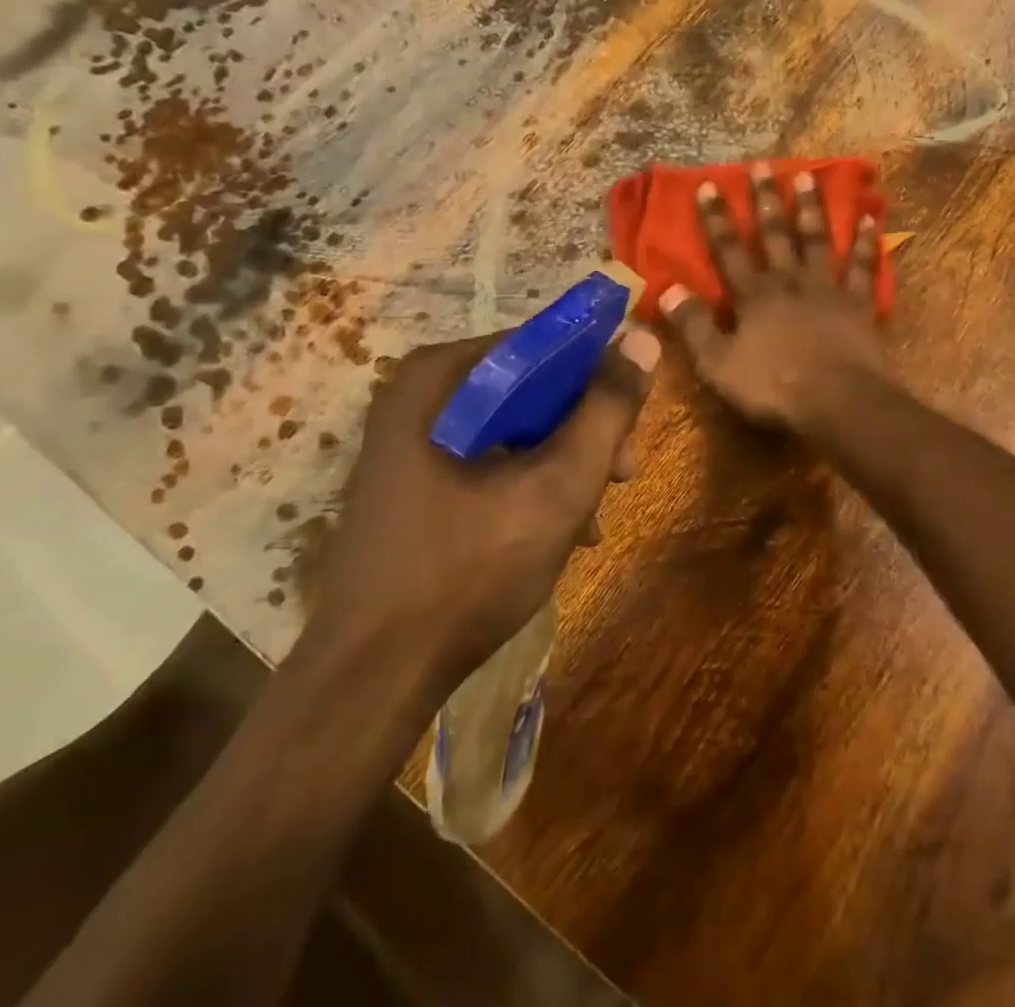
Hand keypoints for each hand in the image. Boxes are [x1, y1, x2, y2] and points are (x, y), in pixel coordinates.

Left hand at [308, 326, 661, 700]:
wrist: (372, 677)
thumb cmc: (470, 570)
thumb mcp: (559, 485)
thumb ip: (607, 408)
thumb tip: (642, 339)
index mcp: (441, 377)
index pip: (543, 345)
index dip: (599, 377)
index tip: (632, 422)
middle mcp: (418, 395)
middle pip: (529, 388)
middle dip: (584, 431)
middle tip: (622, 475)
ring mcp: (409, 439)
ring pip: (513, 427)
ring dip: (563, 463)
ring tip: (594, 517)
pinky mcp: (410, 480)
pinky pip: (487, 459)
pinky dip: (529, 484)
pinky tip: (560, 531)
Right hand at [659, 163, 890, 430]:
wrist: (838, 401)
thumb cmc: (774, 387)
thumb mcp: (718, 364)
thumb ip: (693, 326)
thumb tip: (665, 290)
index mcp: (753, 296)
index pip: (728, 250)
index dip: (716, 219)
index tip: (710, 185)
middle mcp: (789, 281)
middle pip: (776, 234)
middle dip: (766, 199)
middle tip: (763, 165)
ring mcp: (827, 289)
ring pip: (818, 240)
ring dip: (811, 208)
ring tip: (808, 176)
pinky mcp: (859, 304)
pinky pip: (863, 267)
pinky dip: (865, 243)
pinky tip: (868, 219)